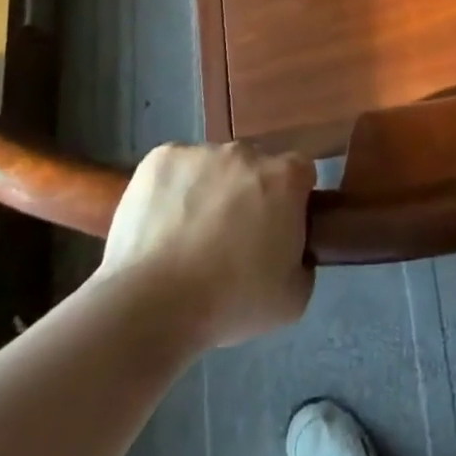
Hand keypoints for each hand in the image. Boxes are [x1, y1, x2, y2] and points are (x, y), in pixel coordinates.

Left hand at [101, 143, 315, 348]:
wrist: (152, 304)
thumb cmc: (230, 302)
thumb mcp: (292, 299)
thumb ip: (303, 263)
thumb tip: (292, 251)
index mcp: (284, 178)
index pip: (300, 174)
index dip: (291, 200)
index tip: (277, 229)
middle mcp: (246, 152)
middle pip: (255, 165)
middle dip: (249, 192)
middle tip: (232, 237)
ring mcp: (201, 151)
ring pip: (213, 166)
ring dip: (210, 189)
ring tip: (189, 236)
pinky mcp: (160, 158)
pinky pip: (176, 168)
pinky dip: (173, 189)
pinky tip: (162, 225)